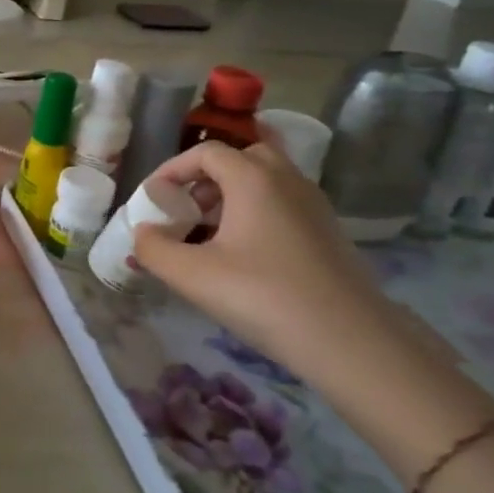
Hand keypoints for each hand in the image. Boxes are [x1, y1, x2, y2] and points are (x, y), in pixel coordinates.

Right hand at [131, 141, 399, 372]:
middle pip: (241, 157)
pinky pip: (282, 204)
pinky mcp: (326, 232)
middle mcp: (287, 180)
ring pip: (265, 182)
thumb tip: (143, 233)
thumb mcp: (191, 275)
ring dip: (231, 197)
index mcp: (254, 178)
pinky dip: (255, 214)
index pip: (206, 152)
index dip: (172, 170)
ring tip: (208, 236)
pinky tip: (242, 256)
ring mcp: (313, 205)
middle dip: (207, 178)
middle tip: (187, 210)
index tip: (154, 201)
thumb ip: (153, 248)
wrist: (350, 340)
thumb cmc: (263, 296)